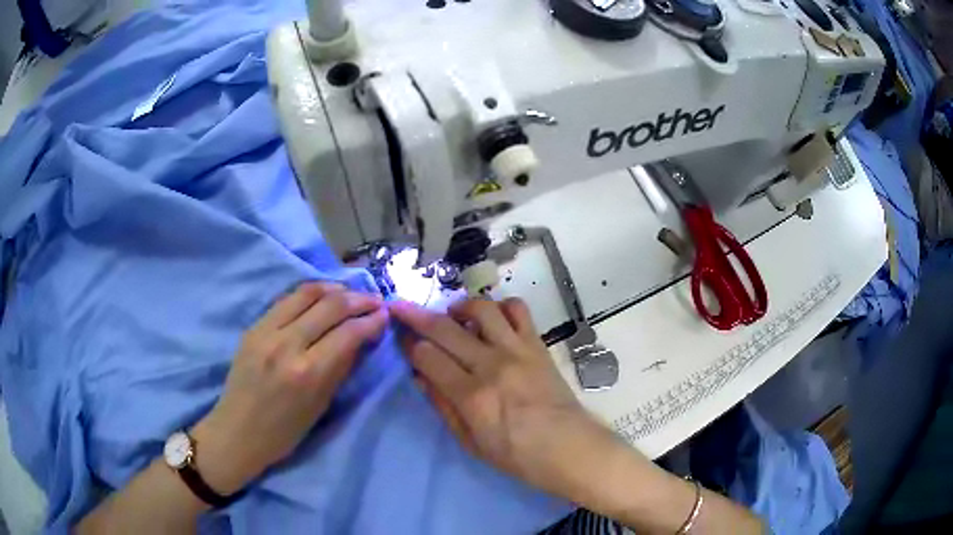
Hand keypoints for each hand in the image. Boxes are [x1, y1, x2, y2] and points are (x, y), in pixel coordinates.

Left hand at [191, 282, 387, 494]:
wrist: (237, 432)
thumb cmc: (285, 432)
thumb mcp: (321, 406)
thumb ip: (341, 368)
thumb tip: (361, 339)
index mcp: (308, 373)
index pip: (348, 333)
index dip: (371, 321)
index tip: (385, 315)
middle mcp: (286, 345)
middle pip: (330, 306)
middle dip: (358, 299)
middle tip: (374, 300)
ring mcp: (266, 331)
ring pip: (306, 293)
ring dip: (334, 289)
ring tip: (350, 292)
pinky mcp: (253, 327)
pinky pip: (286, 300)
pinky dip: (309, 294)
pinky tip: (321, 297)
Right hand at [390, 298, 622, 499]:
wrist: (569, 448)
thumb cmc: (517, 455)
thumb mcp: (471, 443)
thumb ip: (443, 407)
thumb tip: (420, 376)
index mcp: (472, 396)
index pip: (428, 357)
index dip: (408, 345)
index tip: (400, 338)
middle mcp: (491, 365)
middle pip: (444, 328)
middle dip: (415, 315)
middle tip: (401, 308)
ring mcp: (517, 350)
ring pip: (481, 308)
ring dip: (460, 306)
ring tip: (453, 316)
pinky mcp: (537, 344)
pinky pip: (519, 310)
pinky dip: (501, 306)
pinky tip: (493, 318)